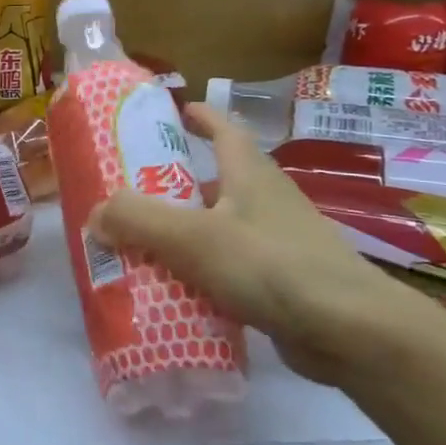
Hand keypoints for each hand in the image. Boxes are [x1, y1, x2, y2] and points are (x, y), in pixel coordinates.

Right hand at [90, 104, 409, 387]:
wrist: (351, 332)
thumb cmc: (270, 265)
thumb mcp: (192, 236)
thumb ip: (137, 220)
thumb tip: (95, 214)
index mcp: (250, 174)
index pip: (225, 129)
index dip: (200, 116)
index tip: (173, 111)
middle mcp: (266, 202)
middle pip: (215, 182)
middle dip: (175, 186)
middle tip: (130, 197)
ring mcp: (278, 244)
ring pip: (219, 229)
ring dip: (183, 234)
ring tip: (139, 248)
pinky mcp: (282, 284)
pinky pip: (229, 270)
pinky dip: (200, 275)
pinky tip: (173, 295)